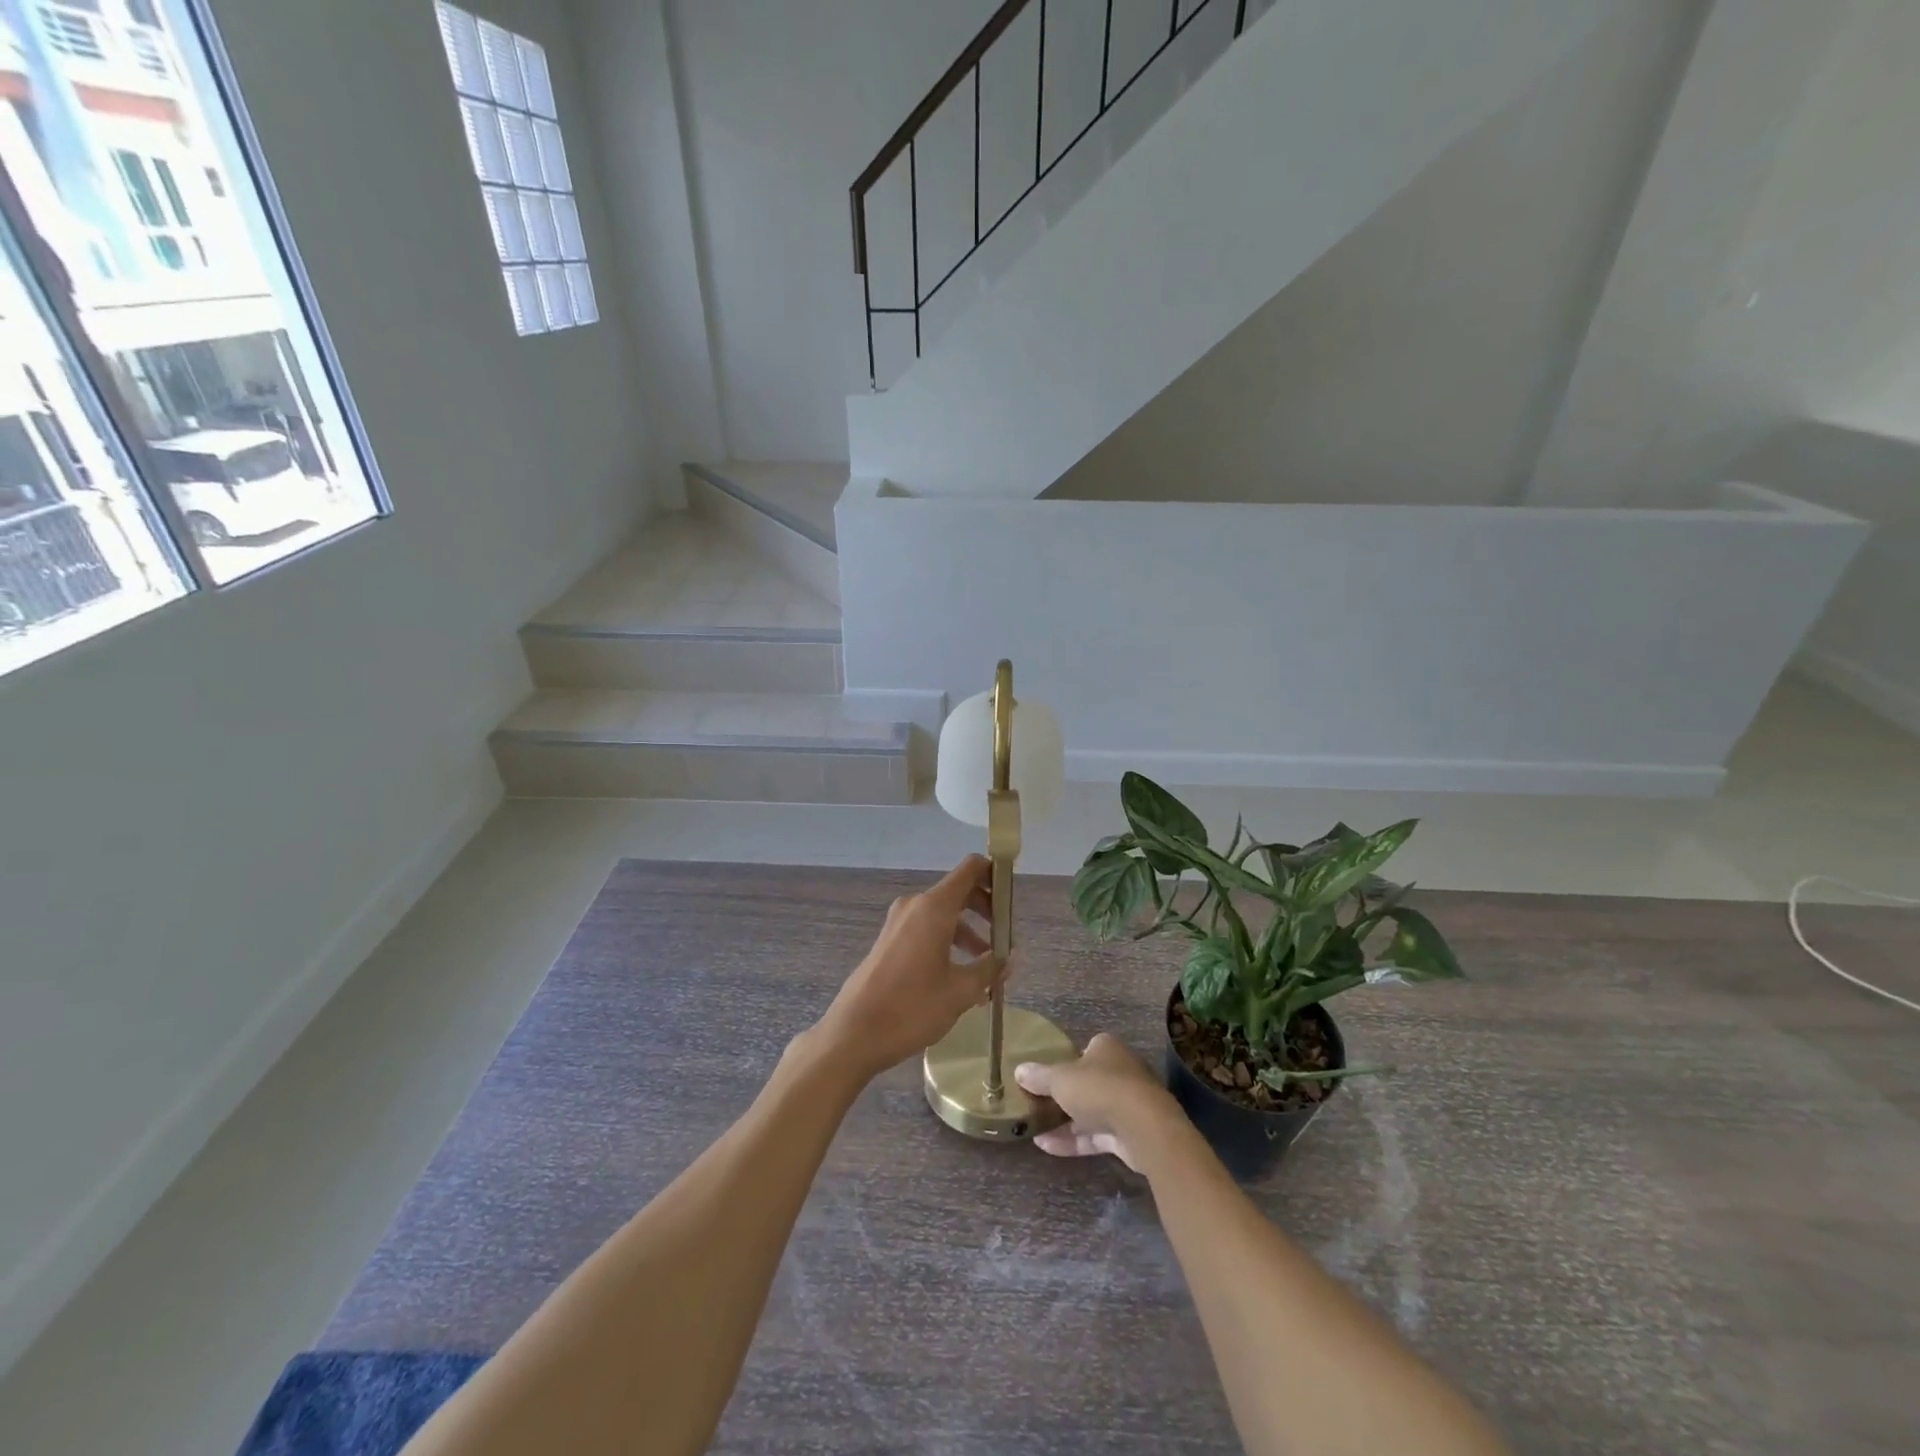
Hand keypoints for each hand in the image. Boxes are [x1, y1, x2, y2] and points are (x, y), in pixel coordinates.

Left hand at [813, 856, 1002, 1080]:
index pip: (971, 869)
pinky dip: (947, 942)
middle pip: (959, 892)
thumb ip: (990, 968)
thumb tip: (1012, 957)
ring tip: (988, 968)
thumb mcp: (960, 991)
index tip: (1012, 899)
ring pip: (943, 915)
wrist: (853, 1034)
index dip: (995, 874)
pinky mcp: (889, 941)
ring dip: (969, 932)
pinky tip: (960, 977)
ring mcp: (898, 923)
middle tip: (1006, 939)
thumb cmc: (912, 1008)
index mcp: (934, 907)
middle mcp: (915, 906)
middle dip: (986, 911)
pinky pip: (926, 929)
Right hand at [1015, 1033, 1181, 1172]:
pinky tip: (1046, 1147)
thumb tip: (1019, 1070)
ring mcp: (1127, 1104)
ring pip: (1090, 1111)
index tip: (1045, 1077)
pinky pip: (1096, 1135)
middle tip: (1036, 1104)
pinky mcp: (1129, 1134)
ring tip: (1033, 1129)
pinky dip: (1073, 1140)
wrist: (1143, 1128)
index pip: (1084, 1050)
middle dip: (1063, 1095)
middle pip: (1086, 1082)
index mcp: (1106, 1048)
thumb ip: (1039, 1076)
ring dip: (1064, 1121)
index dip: (1065, 1062)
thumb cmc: (1099, 1089)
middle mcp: (1120, 1071)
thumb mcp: (1060, 1079)